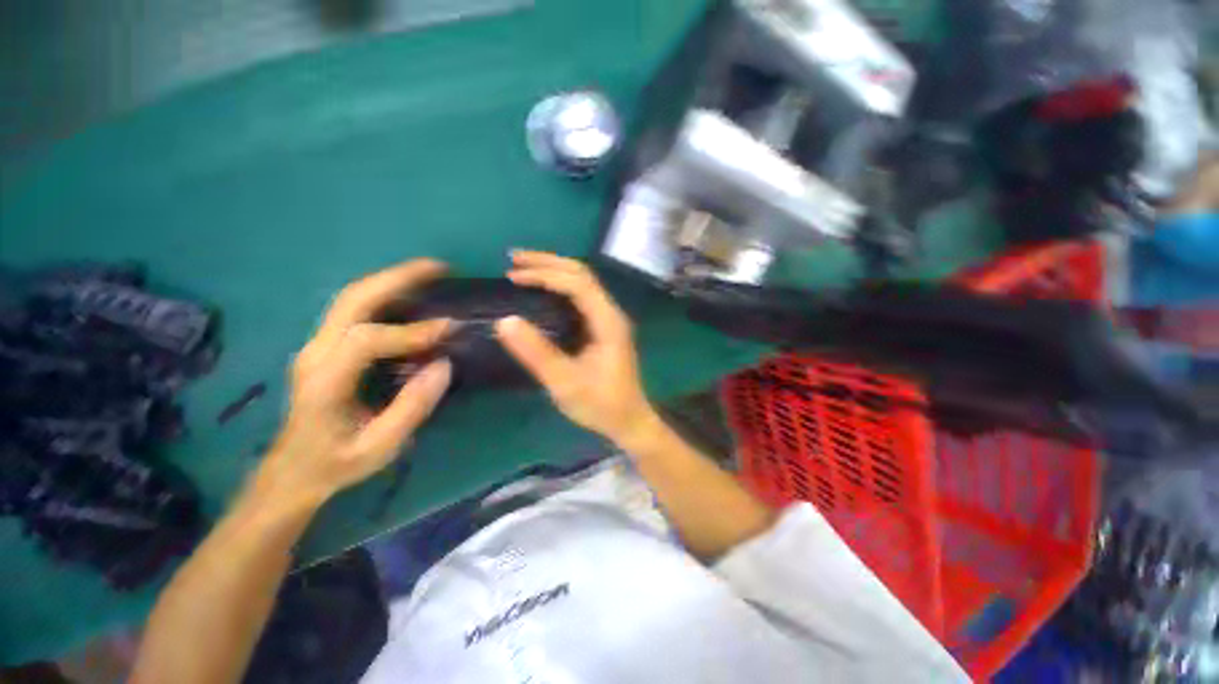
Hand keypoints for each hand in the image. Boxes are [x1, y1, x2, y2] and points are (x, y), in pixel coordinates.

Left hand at [257, 260, 453, 505]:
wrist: (294, 469)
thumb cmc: (335, 465)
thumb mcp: (376, 450)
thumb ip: (409, 410)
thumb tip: (443, 366)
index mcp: (325, 381)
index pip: (365, 339)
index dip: (407, 331)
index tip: (446, 328)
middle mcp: (314, 352)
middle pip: (353, 298)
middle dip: (397, 278)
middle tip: (439, 268)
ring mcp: (313, 345)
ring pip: (349, 296)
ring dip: (387, 280)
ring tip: (426, 274)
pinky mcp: (318, 346)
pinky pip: (348, 309)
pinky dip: (378, 295)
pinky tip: (402, 296)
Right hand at [496, 251, 659, 446]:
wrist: (630, 424)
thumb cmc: (600, 405)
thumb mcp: (564, 382)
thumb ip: (536, 352)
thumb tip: (504, 320)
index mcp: (607, 320)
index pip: (576, 283)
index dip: (544, 274)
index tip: (512, 277)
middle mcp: (610, 312)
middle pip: (580, 273)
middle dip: (546, 262)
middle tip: (512, 259)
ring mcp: (607, 319)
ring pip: (580, 281)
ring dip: (552, 270)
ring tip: (520, 268)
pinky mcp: (600, 328)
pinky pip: (578, 296)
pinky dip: (556, 285)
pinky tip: (537, 290)